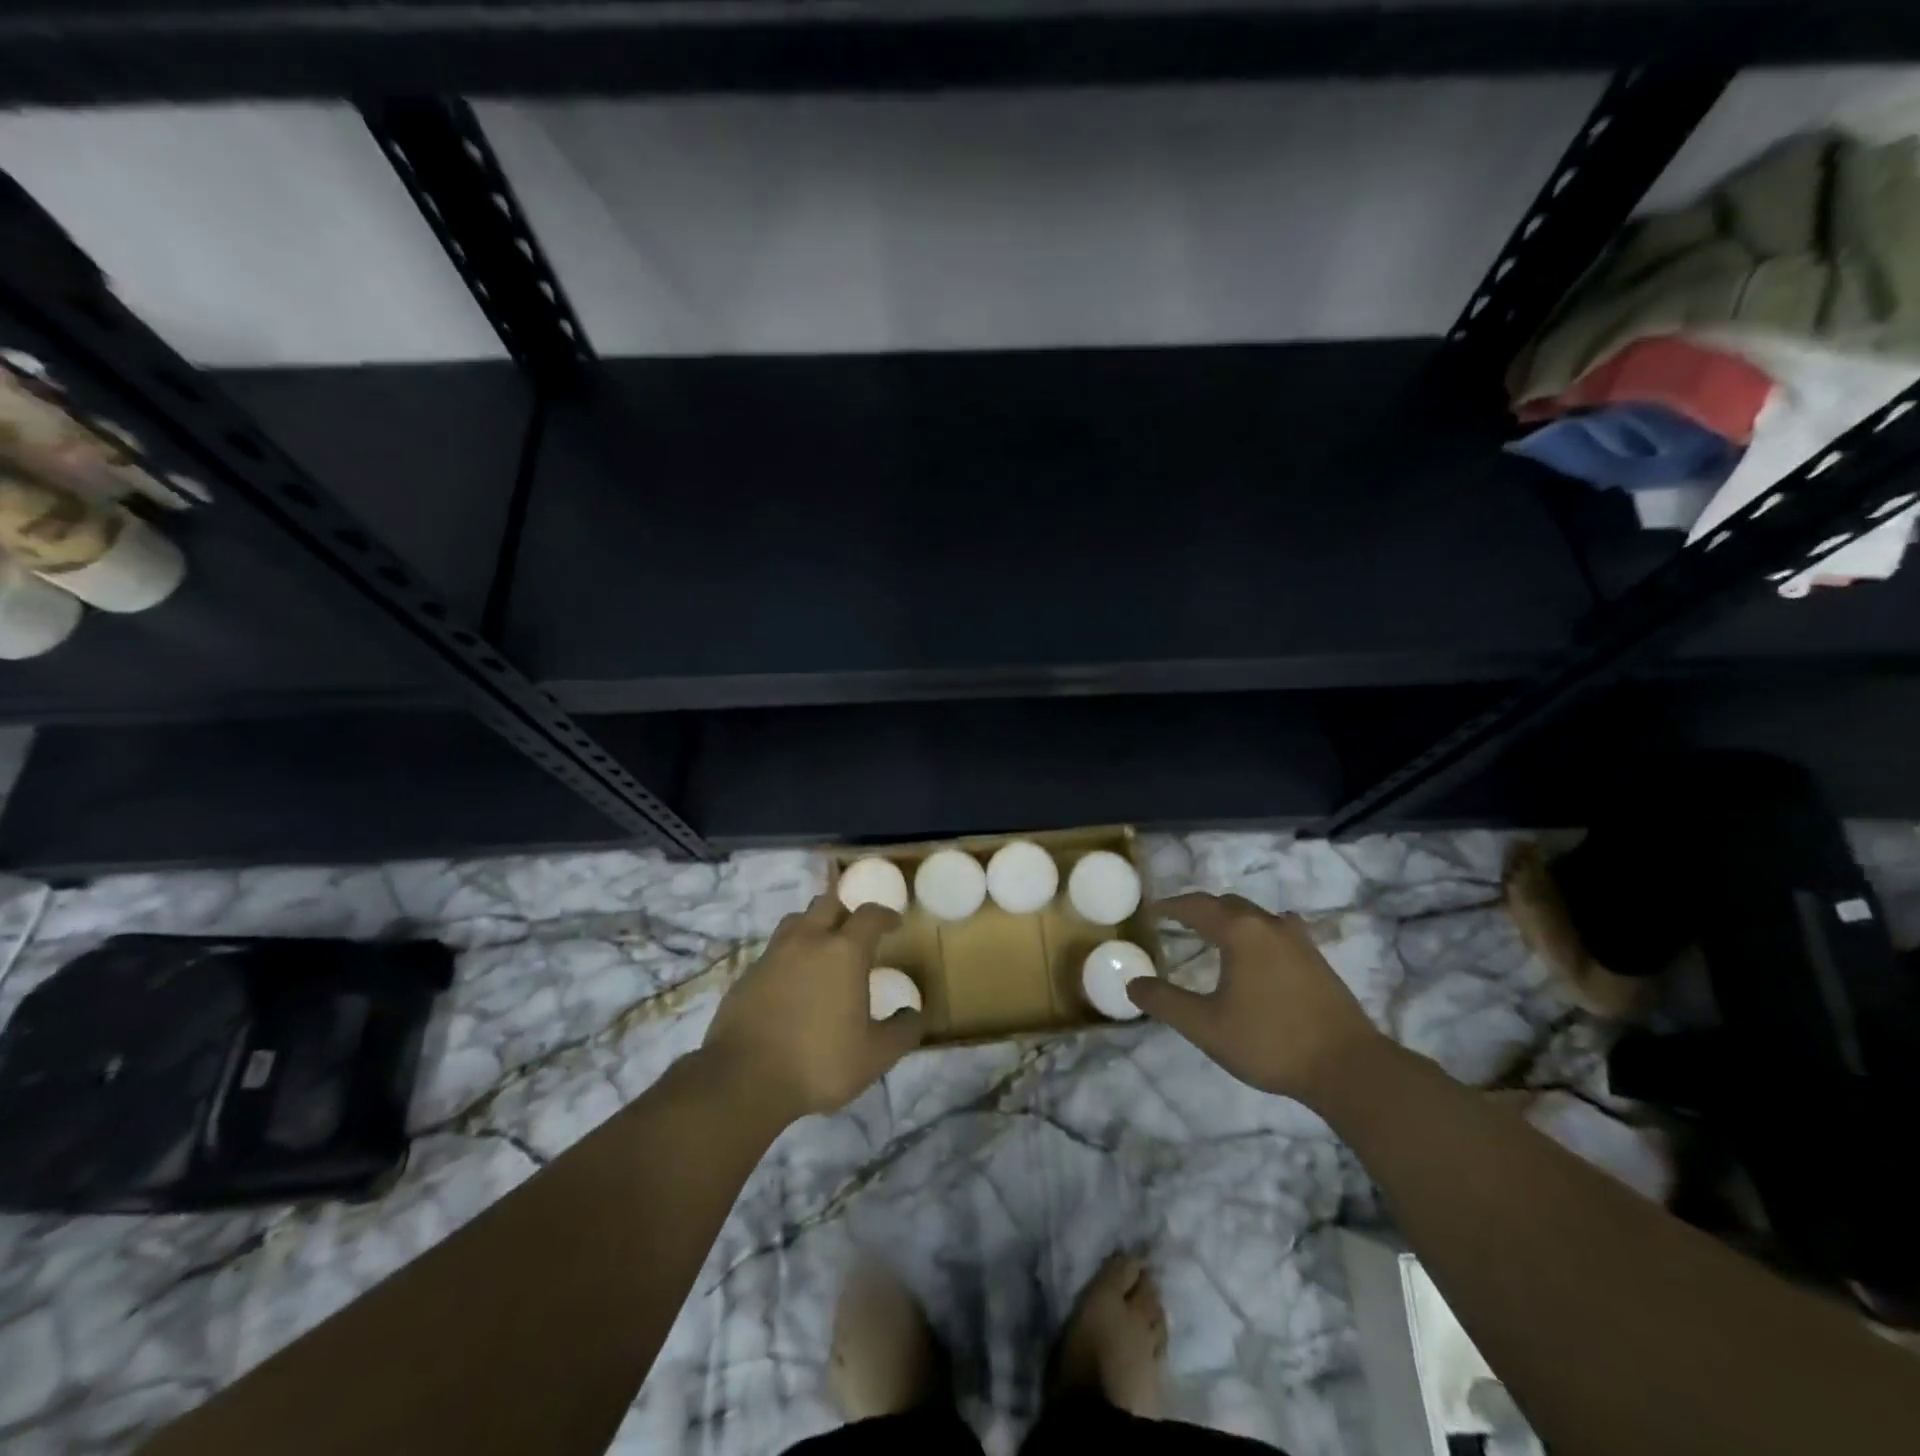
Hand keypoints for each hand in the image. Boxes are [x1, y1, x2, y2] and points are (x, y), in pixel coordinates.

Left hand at [702, 893, 924, 1121]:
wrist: (744, 1079)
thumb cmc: (819, 1061)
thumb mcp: (875, 1055)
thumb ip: (902, 1032)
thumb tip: (915, 1014)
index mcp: (844, 951)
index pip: (869, 915)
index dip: (885, 915)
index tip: (894, 923)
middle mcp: (808, 940)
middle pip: (828, 903)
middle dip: (846, 911)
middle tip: (856, 933)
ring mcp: (773, 954)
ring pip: (796, 921)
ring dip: (814, 926)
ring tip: (822, 950)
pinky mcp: (747, 974)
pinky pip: (774, 950)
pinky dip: (789, 955)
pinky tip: (792, 982)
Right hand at [1127, 892, 1386, 1103]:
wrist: (1347, 1067)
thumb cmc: (1269, 1042)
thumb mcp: (1205, 1027)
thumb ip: (1165, 1002)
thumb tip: (1132, 984)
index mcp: (1240, 932)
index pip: (1197, 906)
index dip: (1172, 907)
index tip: (1153, 911)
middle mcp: (1269, 925)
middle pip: (1228, 904)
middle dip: (1200, 909)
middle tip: (1178, 922)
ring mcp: (1298, 940)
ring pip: (1256, 915)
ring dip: (1231, 918)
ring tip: (1215, 934)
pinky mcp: (1316, 960)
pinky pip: (1278, 929)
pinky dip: (1257, 931)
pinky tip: (1261, 949)